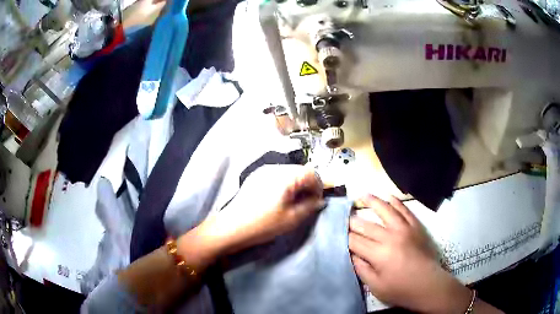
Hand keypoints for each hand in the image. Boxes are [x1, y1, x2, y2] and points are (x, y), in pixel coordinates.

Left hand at [186, 164, 323, 259]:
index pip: (312, 173)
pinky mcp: (256, 176)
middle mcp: (275, 168)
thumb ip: (309, 206)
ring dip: (297, 183)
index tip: (317, 201)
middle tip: (307, 202)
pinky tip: (280, 198)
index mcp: (286, 176)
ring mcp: (263, 170)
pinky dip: (285, 183)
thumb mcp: (292, 219)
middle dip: (308, 184)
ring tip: (294, 201)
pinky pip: (277, 175)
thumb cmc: (263, 224)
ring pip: (289, 172)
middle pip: (300, 170)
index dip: (319, 186)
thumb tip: (319, 200)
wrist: (232, 227)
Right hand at [349, 195, 471, 313]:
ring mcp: (405, 229)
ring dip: (373, 202)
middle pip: (366, 225)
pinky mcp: (416, 227)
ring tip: (363, 195)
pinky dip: (397, 203)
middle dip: (352, 221)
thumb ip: (361, 269)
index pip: (355, 241)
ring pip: (386, 210)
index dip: (344, 237)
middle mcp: (390, 237)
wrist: (428, 284)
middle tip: (343, 216)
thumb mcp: (376, 286)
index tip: (336, 232)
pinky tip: (390, 197)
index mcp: (378, 254)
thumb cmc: (400, 289)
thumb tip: (351, 254)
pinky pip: (406, 211)